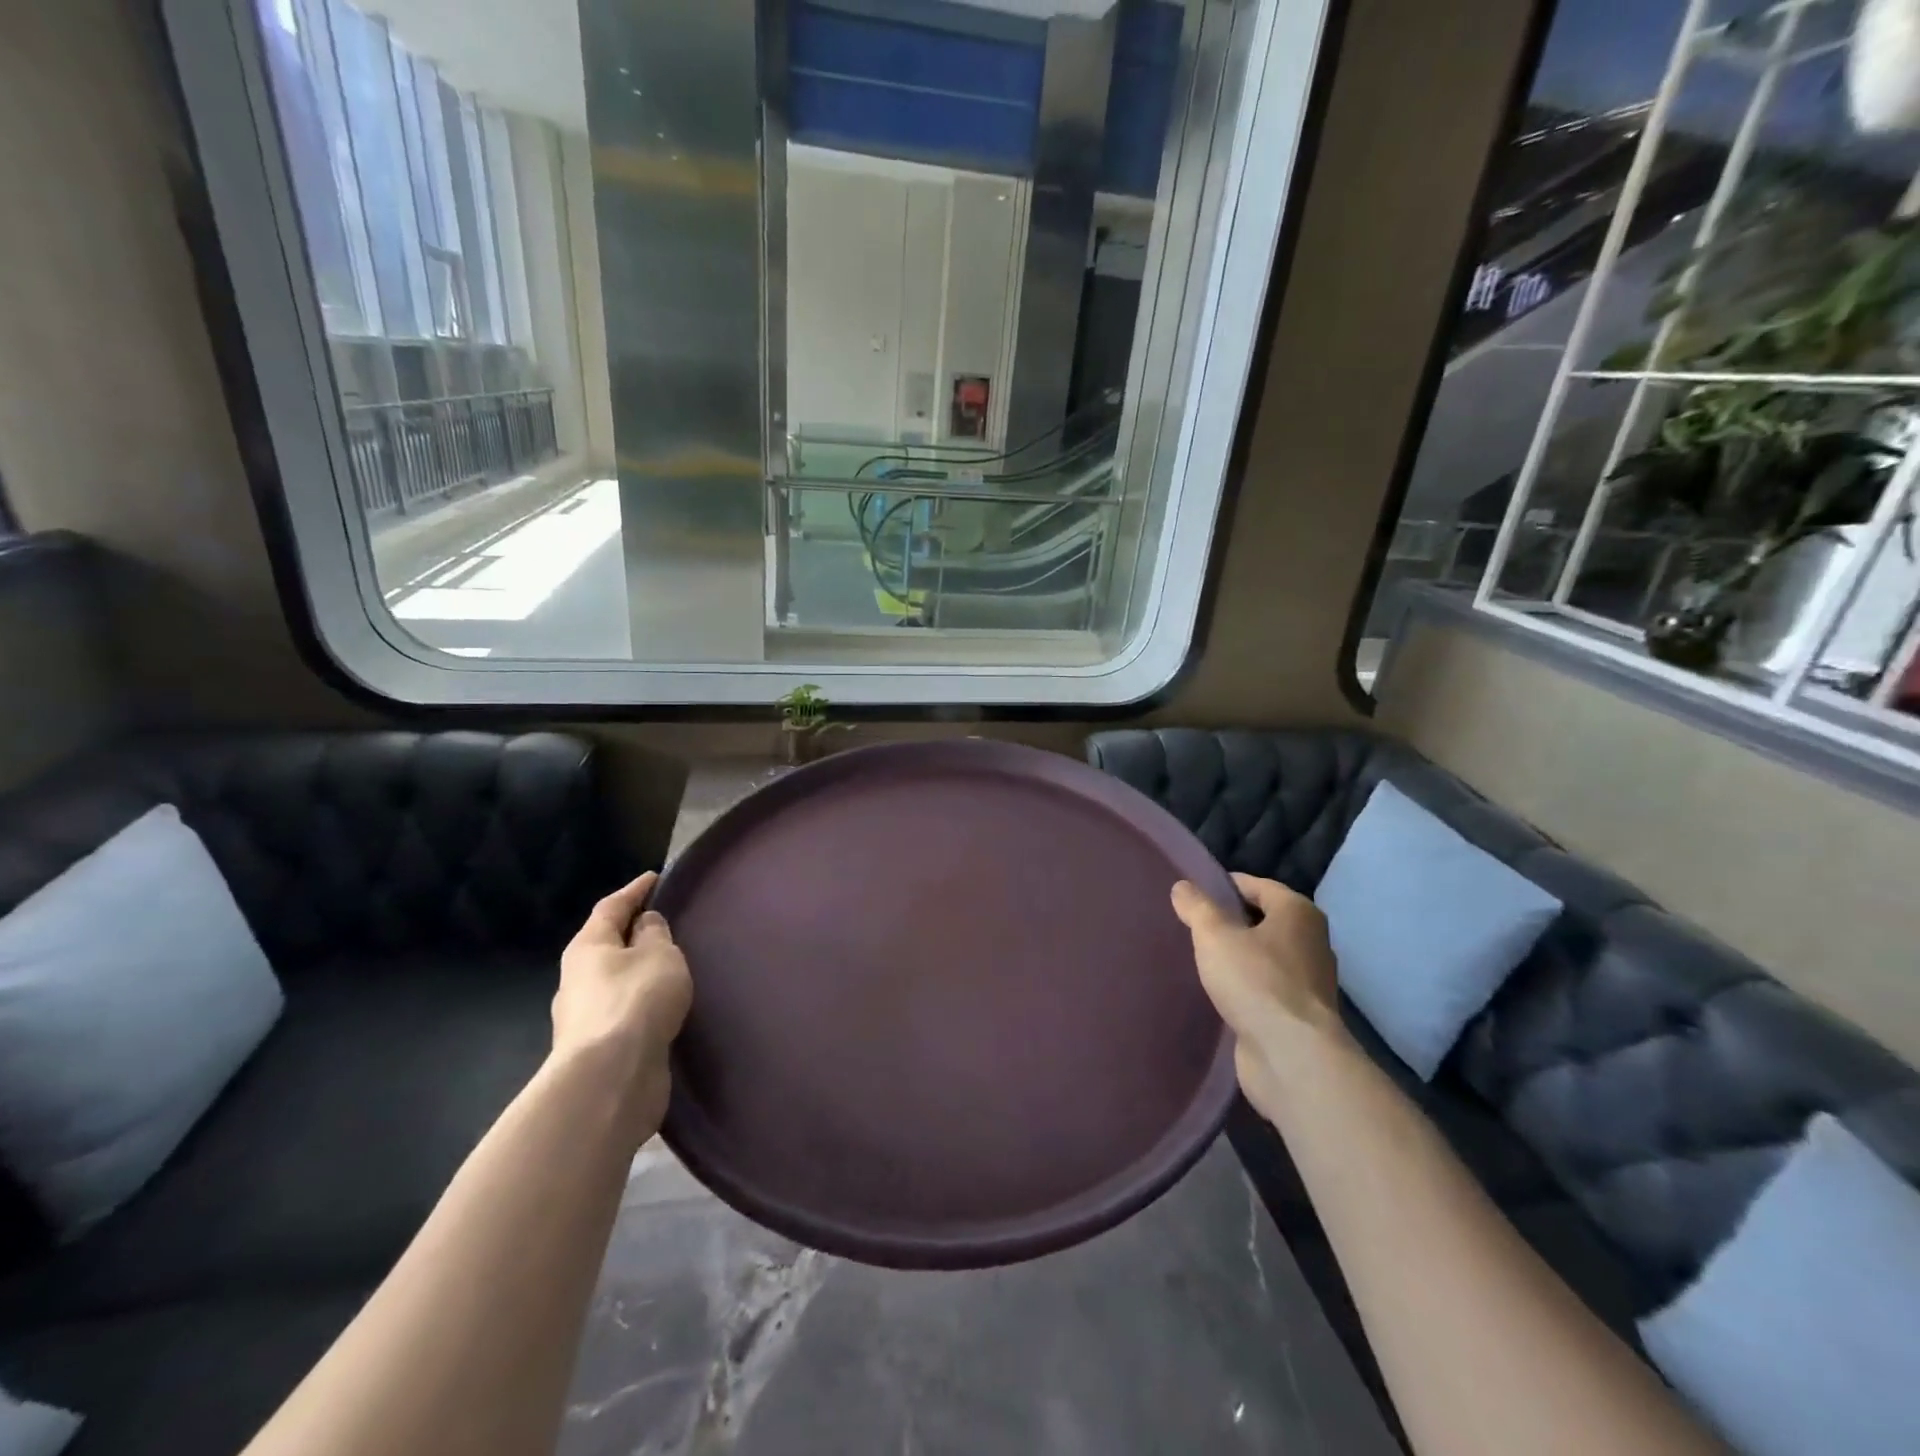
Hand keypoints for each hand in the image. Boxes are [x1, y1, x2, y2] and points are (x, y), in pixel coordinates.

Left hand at [553, 872, 693, 1141]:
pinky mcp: (598, 1049)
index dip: (634, 891)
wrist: (611, 1079)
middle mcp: (577, 979)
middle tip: (664, 925)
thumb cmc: (636, 1000)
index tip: (655, 878)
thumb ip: (655, 934)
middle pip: (606, 946)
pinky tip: (661, 1008)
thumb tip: (645, 924)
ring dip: (637, 973)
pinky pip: (623, 1012)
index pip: (611, 907)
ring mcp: (584, 1017)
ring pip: (614, 982)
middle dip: (631, 934)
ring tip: (669, 969)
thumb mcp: (659, 955)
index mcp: (587, 948)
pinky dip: (641, 1003)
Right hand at [1171, 874, 1347, 1115]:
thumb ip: (1197, 907)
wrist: (1292, 1056)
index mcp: (1298, 913)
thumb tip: (1182, 886)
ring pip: (1265, 956)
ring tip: (1201, 958)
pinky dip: (1246, 985)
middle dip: (1231, 922)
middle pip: (1264, 920)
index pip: (1258, 886)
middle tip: (1192, 926)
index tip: (1194, 894)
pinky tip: (1220, 991)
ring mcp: (1309, 981)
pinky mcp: (1300, 1014)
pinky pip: (1266, 987)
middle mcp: (1311, 941)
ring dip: (1238, 956)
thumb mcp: (1215, 935)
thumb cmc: (1256, 981)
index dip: (1225, 886)